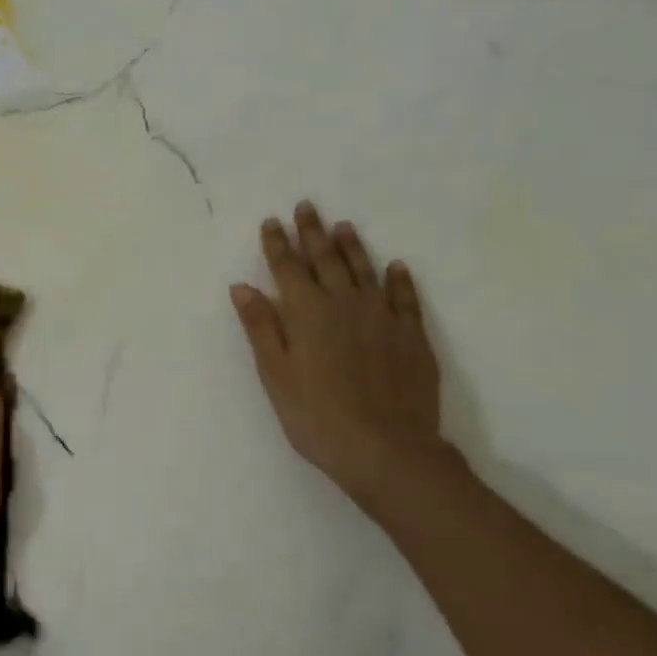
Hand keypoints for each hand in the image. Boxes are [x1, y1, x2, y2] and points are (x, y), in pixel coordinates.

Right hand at [231, 202, 451, 513]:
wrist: (386, 448)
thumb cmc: (316, 416)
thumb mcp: (276, 374)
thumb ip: (261, 327)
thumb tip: (243, 287)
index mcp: (307, 313)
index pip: (288, 268)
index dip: (277, 244)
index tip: (271, 221)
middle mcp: (344, 304)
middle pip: (326, 260)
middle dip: (312, 233)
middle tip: (306, 207)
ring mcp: (382, 317)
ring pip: (364, 271)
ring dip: (352, 246)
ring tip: (343, 226)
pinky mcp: (412, 336)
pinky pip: (405, 297)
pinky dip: (398, 279)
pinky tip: (396, 266)